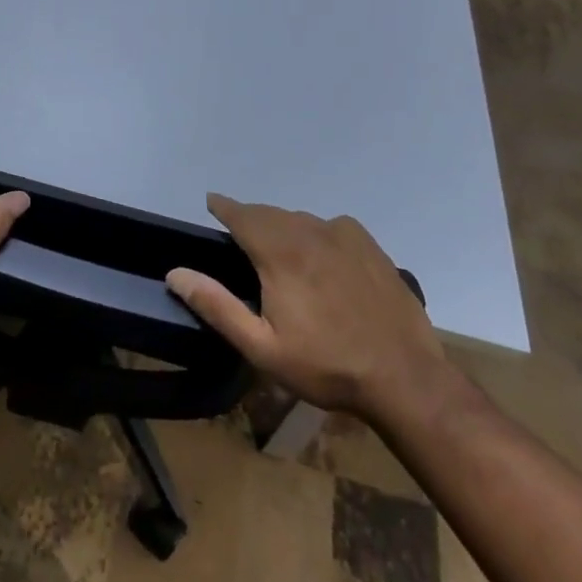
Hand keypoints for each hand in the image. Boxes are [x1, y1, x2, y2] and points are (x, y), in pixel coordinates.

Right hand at [165, 194, 446, 420]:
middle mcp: (310, 233)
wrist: (405, 380)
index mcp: (280, 254)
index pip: (243, 215)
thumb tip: (176, 273)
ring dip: (283, 227)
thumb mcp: (261, 347)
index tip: (211, 201)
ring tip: (278, 250)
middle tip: (240, 237)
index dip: (224, 206)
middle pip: (270, 214)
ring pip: (301, 219)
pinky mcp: (371, 248)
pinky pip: (332, 227)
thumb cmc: (325, 366)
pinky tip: (321, 255)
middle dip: (251, 219)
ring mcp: (345, 237)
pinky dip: (316, 232)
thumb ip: (217, 306)